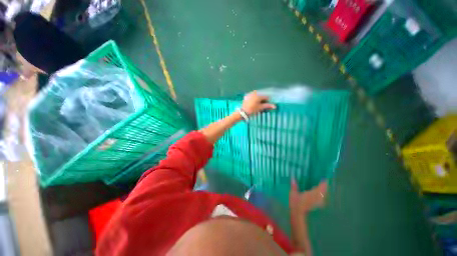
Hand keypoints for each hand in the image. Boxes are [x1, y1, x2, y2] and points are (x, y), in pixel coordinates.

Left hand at [241, 91, 275, 115]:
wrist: (243, 112)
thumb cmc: (252, 110)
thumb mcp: (260, 108)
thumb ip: (267, 106)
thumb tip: (275, 106)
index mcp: (258, 95)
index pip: (266, 97)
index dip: (268, 101)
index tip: (267, 106)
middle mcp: (254, 93)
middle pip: (261, 96)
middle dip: (263, 101)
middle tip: (262, 106)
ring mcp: (250, 94)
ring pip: (257, 96)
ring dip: (259, 100)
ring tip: (258, 106)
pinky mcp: (246, 97)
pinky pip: (252, 97)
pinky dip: (254, 100)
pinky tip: (253, 104)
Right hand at [289, 180, 327, 214]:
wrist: (297, 214)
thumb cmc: (295, 203)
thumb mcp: (293, 193)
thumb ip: (294, 185)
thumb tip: (292, 177)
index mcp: (312, 194)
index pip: (321, 187)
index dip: (323, 183)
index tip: (324, 178)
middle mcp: (317, 198)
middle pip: (323, 191)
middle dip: (324, 186)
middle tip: (323, 181)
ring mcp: (317, 202)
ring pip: (323, 195)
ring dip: (323, 191)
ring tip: (321, 186)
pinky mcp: (316, 205)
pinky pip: (321, 199)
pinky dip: (321, 195)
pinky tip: (318, 194)